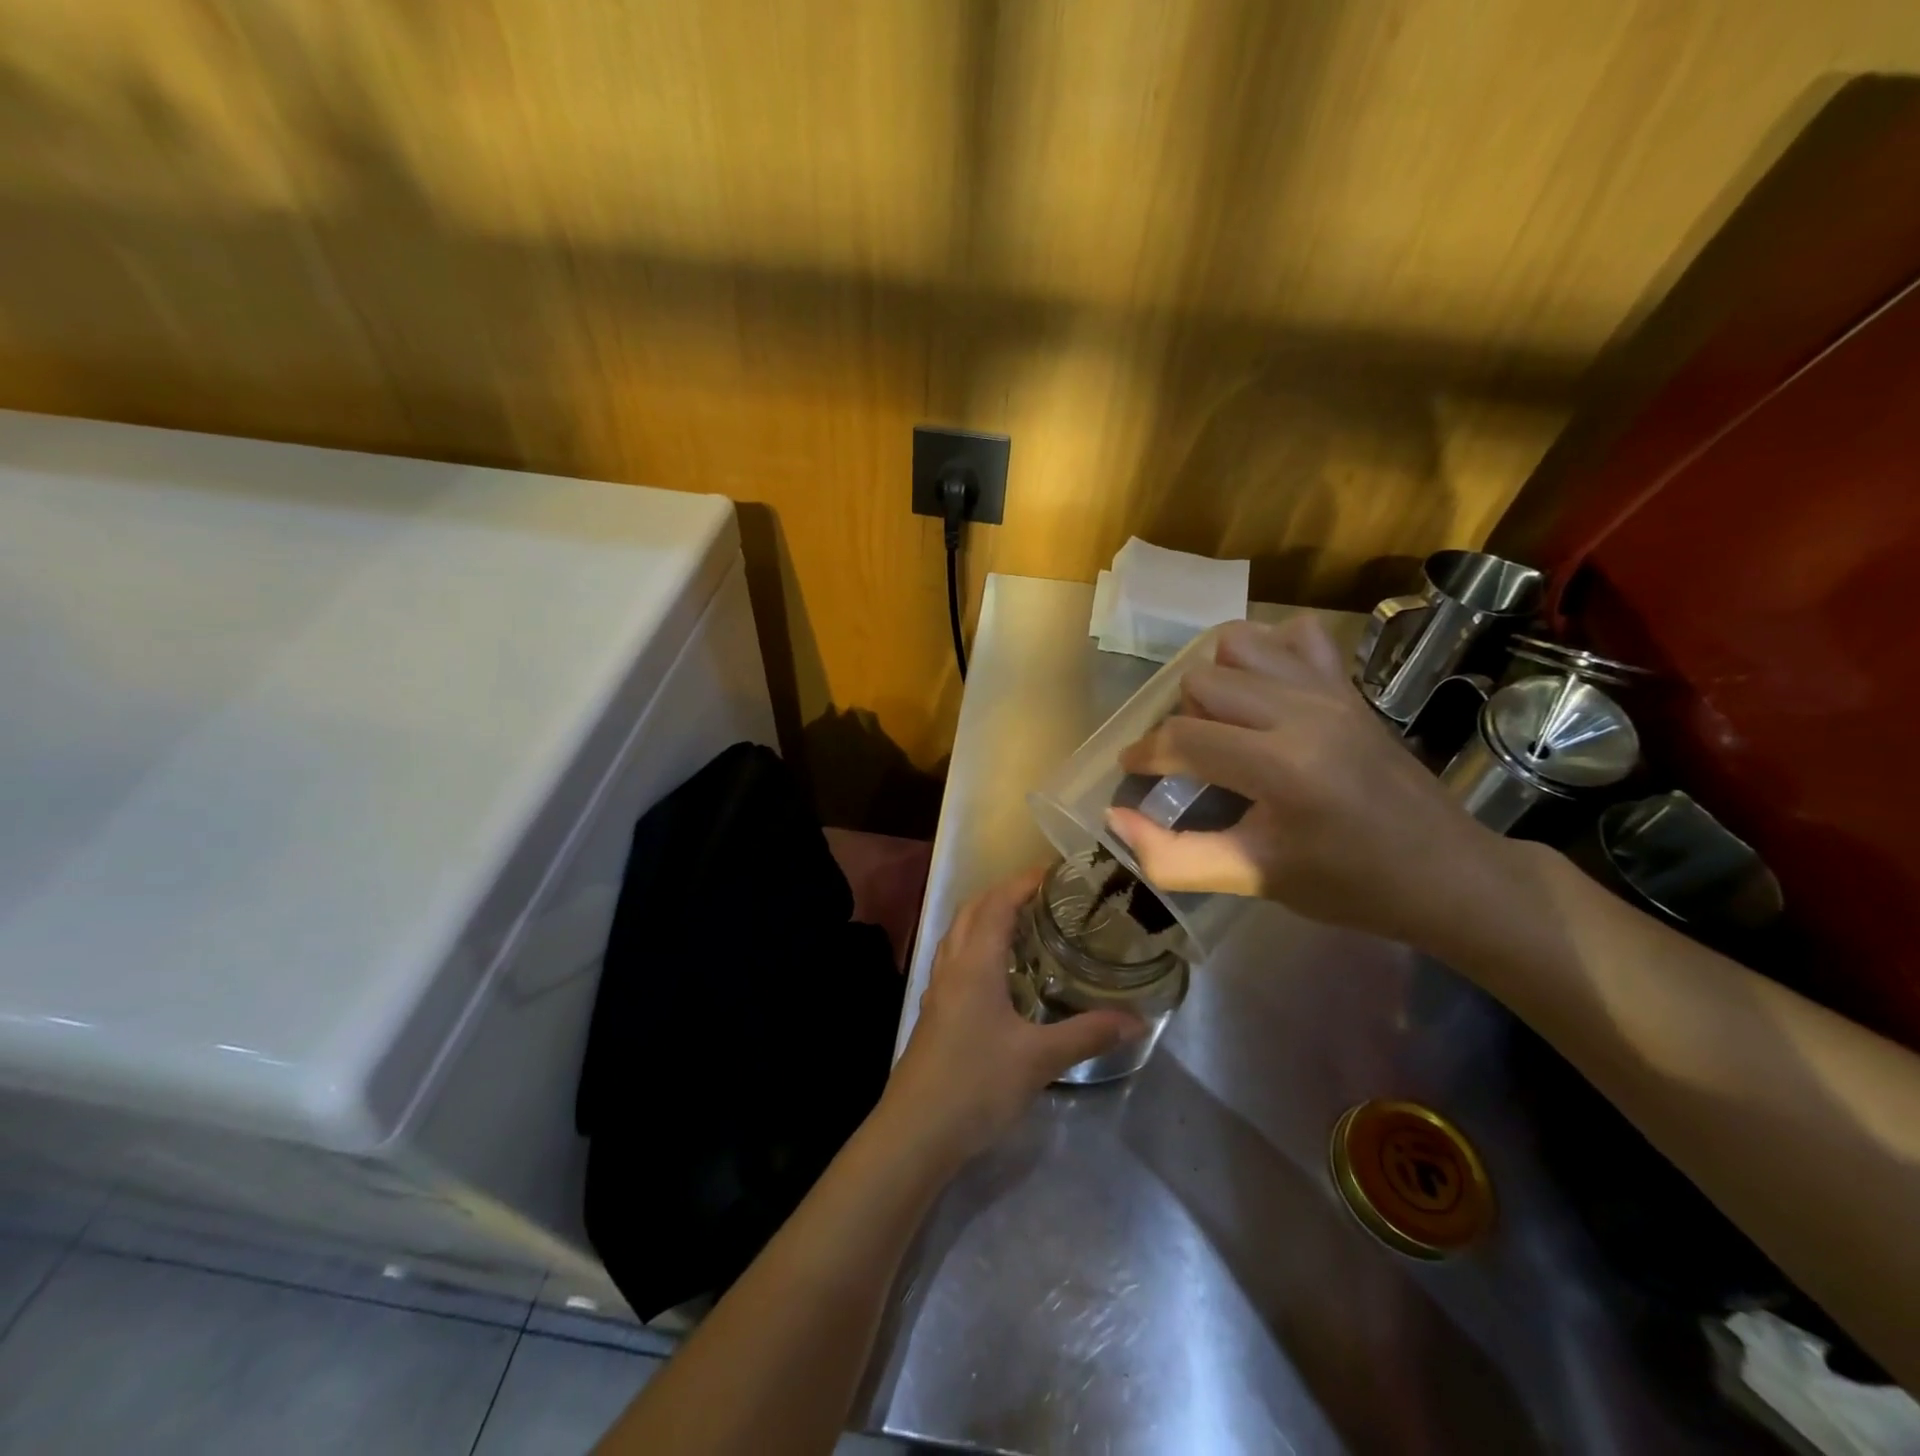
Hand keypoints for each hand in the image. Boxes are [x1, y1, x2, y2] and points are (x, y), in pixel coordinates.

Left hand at [880, 867, 1144, 1163]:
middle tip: (1043, 895)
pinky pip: (954, 959)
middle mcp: (952, 965)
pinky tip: (998, 973)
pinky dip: (975, 946)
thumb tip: (1137, 1020)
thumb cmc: (976, 1084)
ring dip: (985, 917)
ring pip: (958, 933)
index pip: (997, 903)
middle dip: (1003, 893)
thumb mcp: (1039, 1059)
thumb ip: (1087, 1034)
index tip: (1054, 872)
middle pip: (972, 910)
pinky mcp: (934, 1012)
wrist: (915, 1131)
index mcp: (975, 963)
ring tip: (1023, 924)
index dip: (1023, 882)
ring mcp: (938, 989)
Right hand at [1108, 615, 1512, 947]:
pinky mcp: (1350, 685)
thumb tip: (1115, 818)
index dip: (1144, 755)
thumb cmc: (1347, 885)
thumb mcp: (1252, 880)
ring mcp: (1331, 690)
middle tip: (1189, 762)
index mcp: (1281, 767)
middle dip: (1179, 722)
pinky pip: (1294, 636)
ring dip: (1215, 681)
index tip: (1133, 774)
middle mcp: (1303, 712)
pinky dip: (1267, 653)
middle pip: (1200, 683)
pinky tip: (1266, 693)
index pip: (1182, 738)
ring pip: (1237, 645)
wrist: (1447, 873)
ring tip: (1223, 724)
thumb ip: (1173, 856)